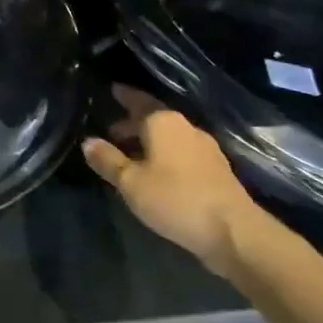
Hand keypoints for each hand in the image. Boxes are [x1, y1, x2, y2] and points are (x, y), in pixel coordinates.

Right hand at [82, 85, 262, 278]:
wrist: (234, 232)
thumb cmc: (175, 199)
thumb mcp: (131, 182)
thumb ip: (107, 160)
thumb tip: (88, 142)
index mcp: (163, 122)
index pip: (138, 100)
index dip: (123, 95)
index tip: (112, 90)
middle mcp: (186, 127)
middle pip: (154, 118)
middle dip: (132, 124)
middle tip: (111, 133)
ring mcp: (205, 148)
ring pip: (169, 137)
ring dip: (149, 142)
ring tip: (130, 156)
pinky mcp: (217, 170)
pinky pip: (182, 152)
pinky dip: (165, 155)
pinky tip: (157, 173)